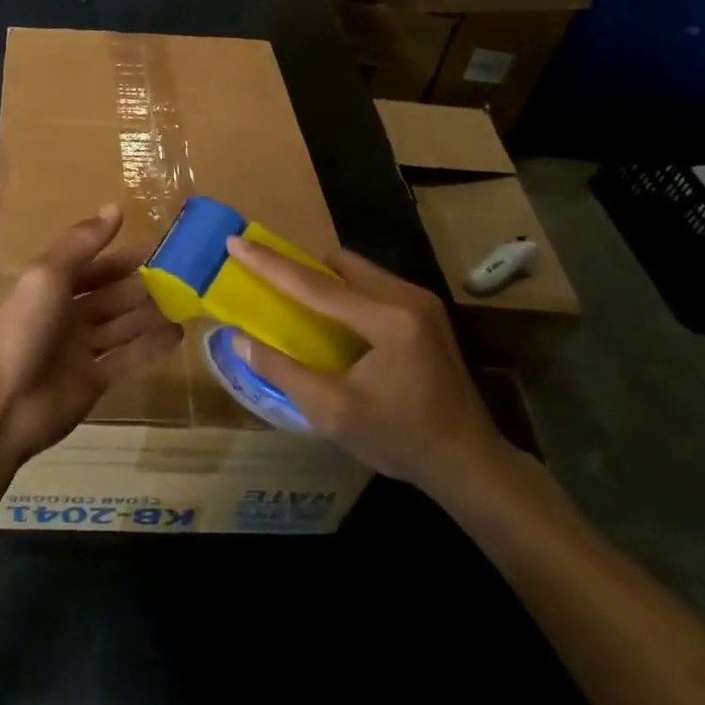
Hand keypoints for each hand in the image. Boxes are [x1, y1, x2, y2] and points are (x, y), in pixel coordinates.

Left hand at [0, 205, 181, 466]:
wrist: (0, 404)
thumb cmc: (22, 329)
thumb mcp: (48, 275)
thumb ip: (82, 243)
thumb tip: (115, 207)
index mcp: (51, 287)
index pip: (92, 266)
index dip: (120, 258)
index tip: (157, 248)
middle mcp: (67, 315)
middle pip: (110, 296)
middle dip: (141, 286)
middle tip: (182, 277)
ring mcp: (80, 350)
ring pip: (122, 326)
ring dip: (150, 314)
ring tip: (187, 301)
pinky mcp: (94, 382)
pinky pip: (127, 358)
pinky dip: (151, 346)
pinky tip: (177, 334)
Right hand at [224, 236, 505, 496]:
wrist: (469, 462)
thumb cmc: (400, 440)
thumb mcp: (333, 413)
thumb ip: (283, 372)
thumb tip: (240, 340)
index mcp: (388, 321)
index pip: (316, 284)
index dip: (270, 264)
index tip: (235, 241)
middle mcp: (407, 298)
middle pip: (339, 264)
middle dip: (300, 268)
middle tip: (267, 281)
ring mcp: (421, 302)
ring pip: (357, 270)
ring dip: (324, 280)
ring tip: (298, 304)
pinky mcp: (426, 312)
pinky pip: (372, 284)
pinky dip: (346, 292)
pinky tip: (335, 322)